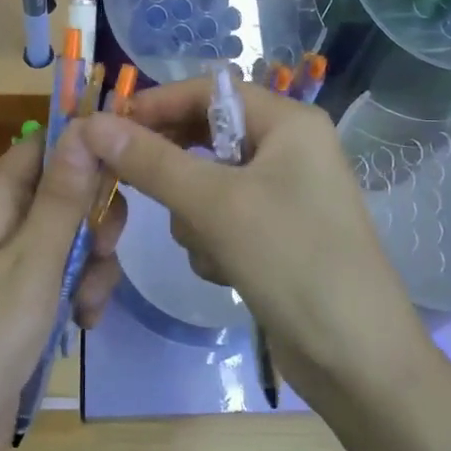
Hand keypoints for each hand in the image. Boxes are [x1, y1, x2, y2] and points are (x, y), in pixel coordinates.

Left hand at [0, 127, 125, 450]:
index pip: (46, 145)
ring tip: (86, 308)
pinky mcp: (23, 304)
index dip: (87, 147)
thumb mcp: (32, 264)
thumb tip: (86, 126)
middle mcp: (3, 224)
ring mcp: (13, 266)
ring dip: (93, 266)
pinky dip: (81, 295)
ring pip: (73, 238)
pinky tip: (84, 326)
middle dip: (96, 219)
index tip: (129, 163)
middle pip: (67, 191)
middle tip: (104, 250)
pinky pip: (65, 279)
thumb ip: (63, 197)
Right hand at [73, 76, 425, 403]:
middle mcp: (288, 148)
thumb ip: (152, 162)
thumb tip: (92, 124)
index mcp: (288, 122)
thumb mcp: (216, 205)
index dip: (156, 104)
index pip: (208, 91)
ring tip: (208, 246)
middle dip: (174, 168)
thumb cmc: (293, 261)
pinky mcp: (276, 234)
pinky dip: (212, 241)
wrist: (358, 359)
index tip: (107, 129)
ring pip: (207, 183)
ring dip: (194, 215)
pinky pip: (222, 218)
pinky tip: (225, 271)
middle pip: (207, 136)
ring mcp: (284, 193)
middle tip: (129, 183)